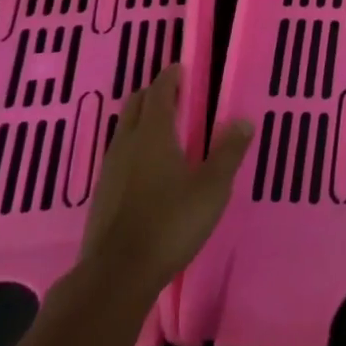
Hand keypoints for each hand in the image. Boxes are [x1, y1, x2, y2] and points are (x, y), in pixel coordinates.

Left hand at [74, 65, 252, 298]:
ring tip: (163, 128)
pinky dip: (133, 147)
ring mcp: (109, 170)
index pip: (159, 92)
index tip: (181, 69)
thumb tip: (243, 121)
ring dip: (140, 120)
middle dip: (152, 94)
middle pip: (135, 105)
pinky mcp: (101, 195)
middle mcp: (127, 144)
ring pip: (123, 130)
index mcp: (153, 134)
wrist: (116, 276)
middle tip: (173, 94)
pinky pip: (118, 155)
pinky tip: (146, 168)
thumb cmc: (170, 223)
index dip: (170, 77)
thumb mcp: (211, 188)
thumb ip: (228, 152)